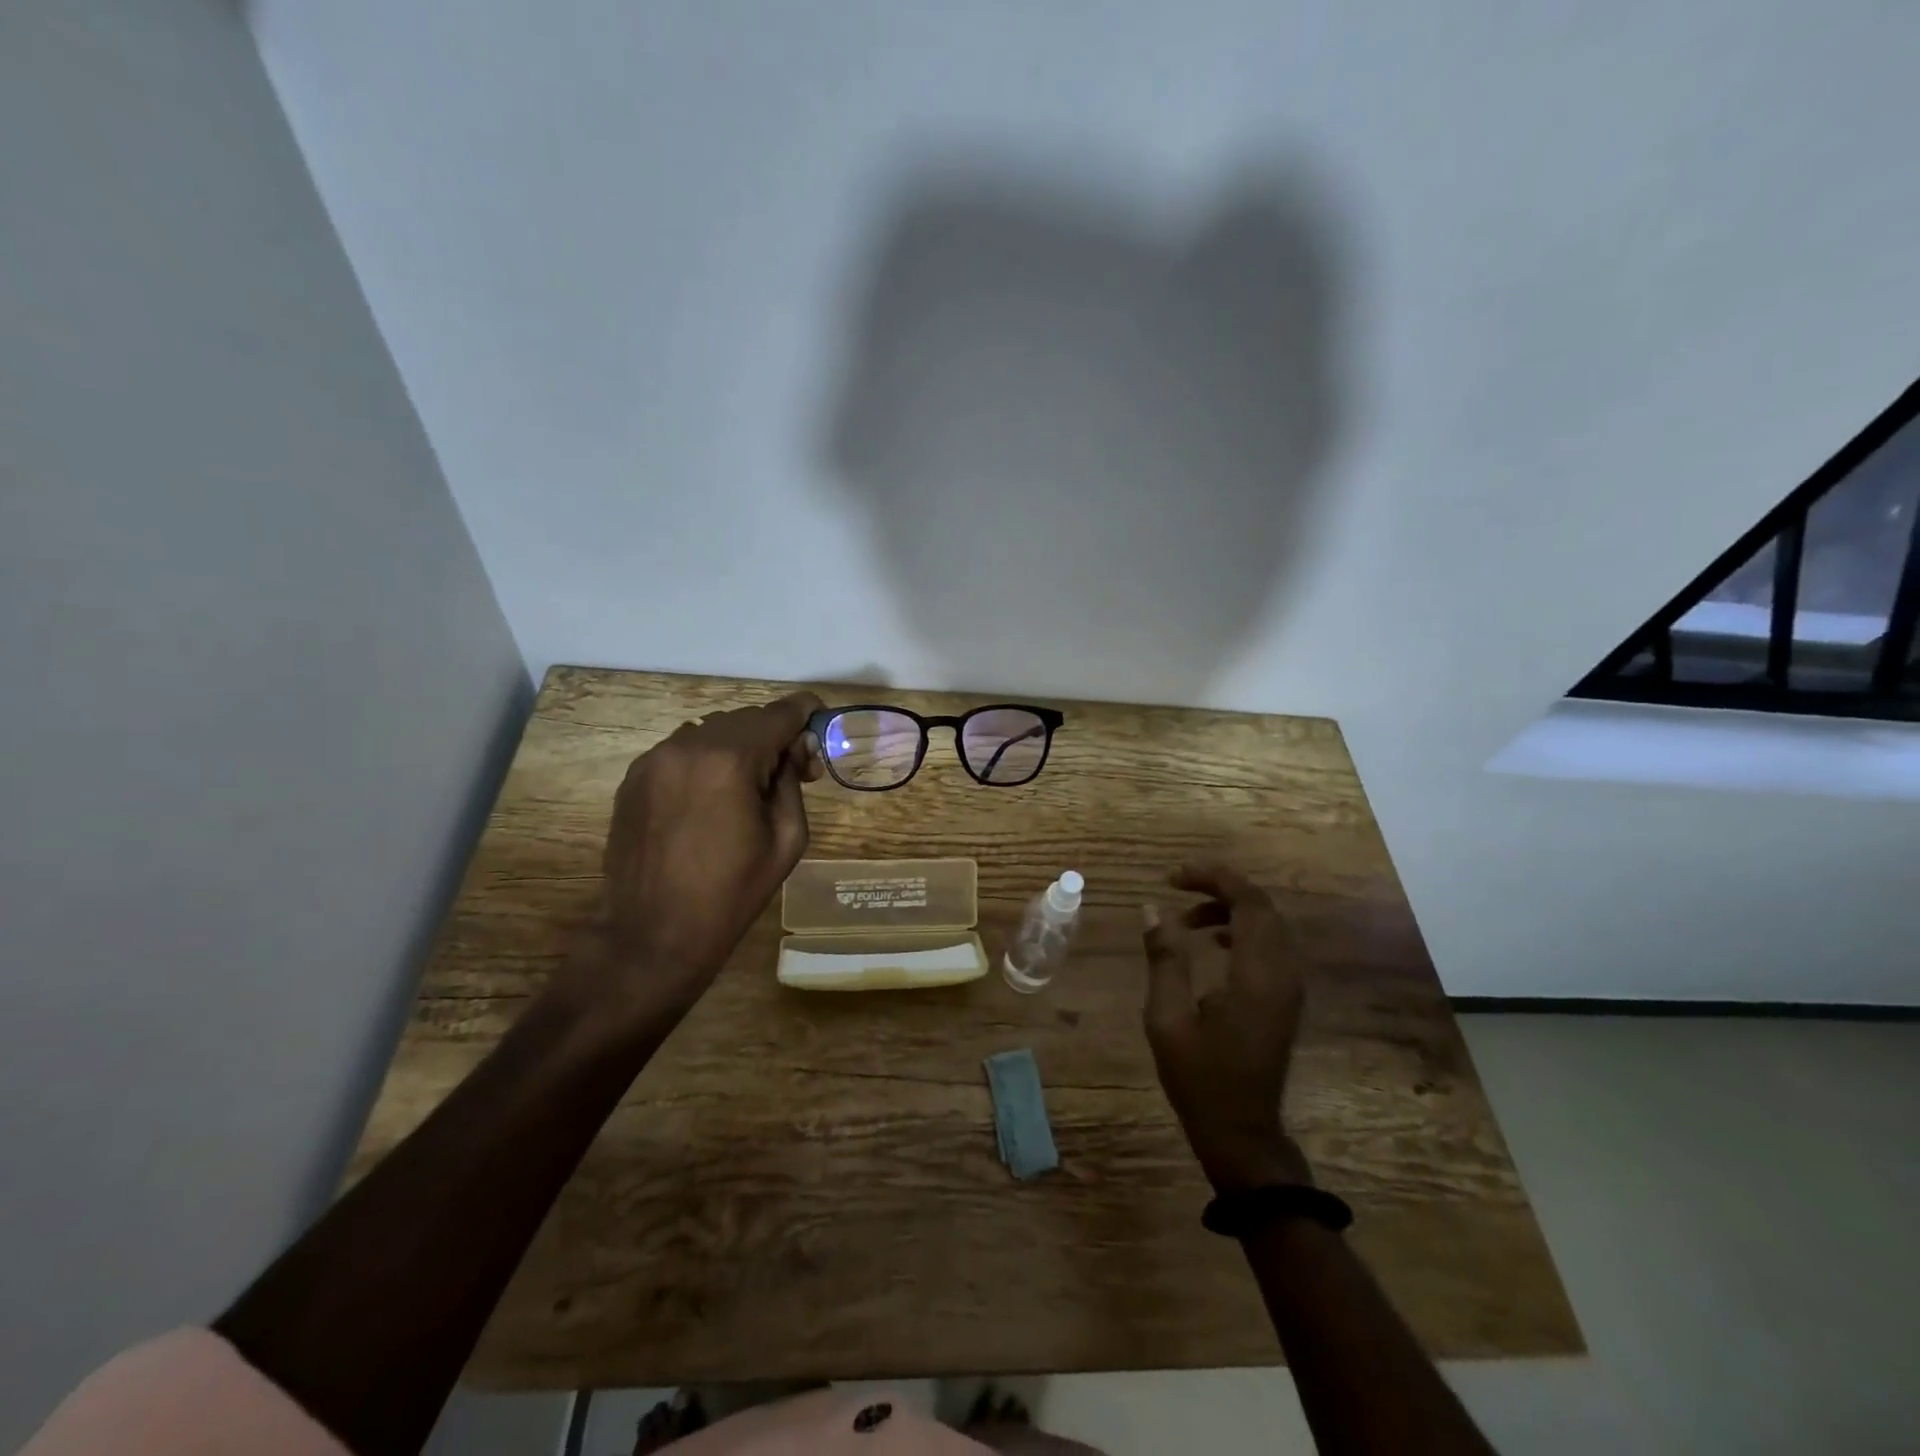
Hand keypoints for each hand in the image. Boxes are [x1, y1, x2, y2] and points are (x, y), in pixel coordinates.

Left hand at [573, 692, 823, 1020]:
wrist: (653, 934)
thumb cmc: (732, 893)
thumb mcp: (787, 838)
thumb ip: (792, 781)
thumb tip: (794, 749)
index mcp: (730, 760)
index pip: (779, 714)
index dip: (807, 712)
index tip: (821, 721)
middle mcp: (688, 746)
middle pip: (746, 719)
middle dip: (775, 736)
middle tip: (794, 772)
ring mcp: (654, 759)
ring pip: (712, 731)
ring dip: (739, 746)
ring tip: (750, 787)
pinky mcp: (634, 777)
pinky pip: (683, 751)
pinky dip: (707, 761)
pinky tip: (713, 798)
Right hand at [1142, 863, 1312, 1190]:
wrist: (1243, 1133)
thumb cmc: (1200, 1078)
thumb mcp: (1168, 1017)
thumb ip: (1164, 959)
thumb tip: (1153, 911)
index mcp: (1257, 974)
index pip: (1248, 901)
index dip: (1212, 878)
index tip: (1172, 877)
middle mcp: (1283, 972)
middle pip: (1262, 906)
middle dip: (1220, 887)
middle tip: (1176, 887)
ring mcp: (1290, 986)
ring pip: (1268, 924)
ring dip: (1230, 909)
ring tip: (1186, 919)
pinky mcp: (1286, 998)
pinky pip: (1271, 945)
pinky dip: (1241, 930)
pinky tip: (1213, 942)